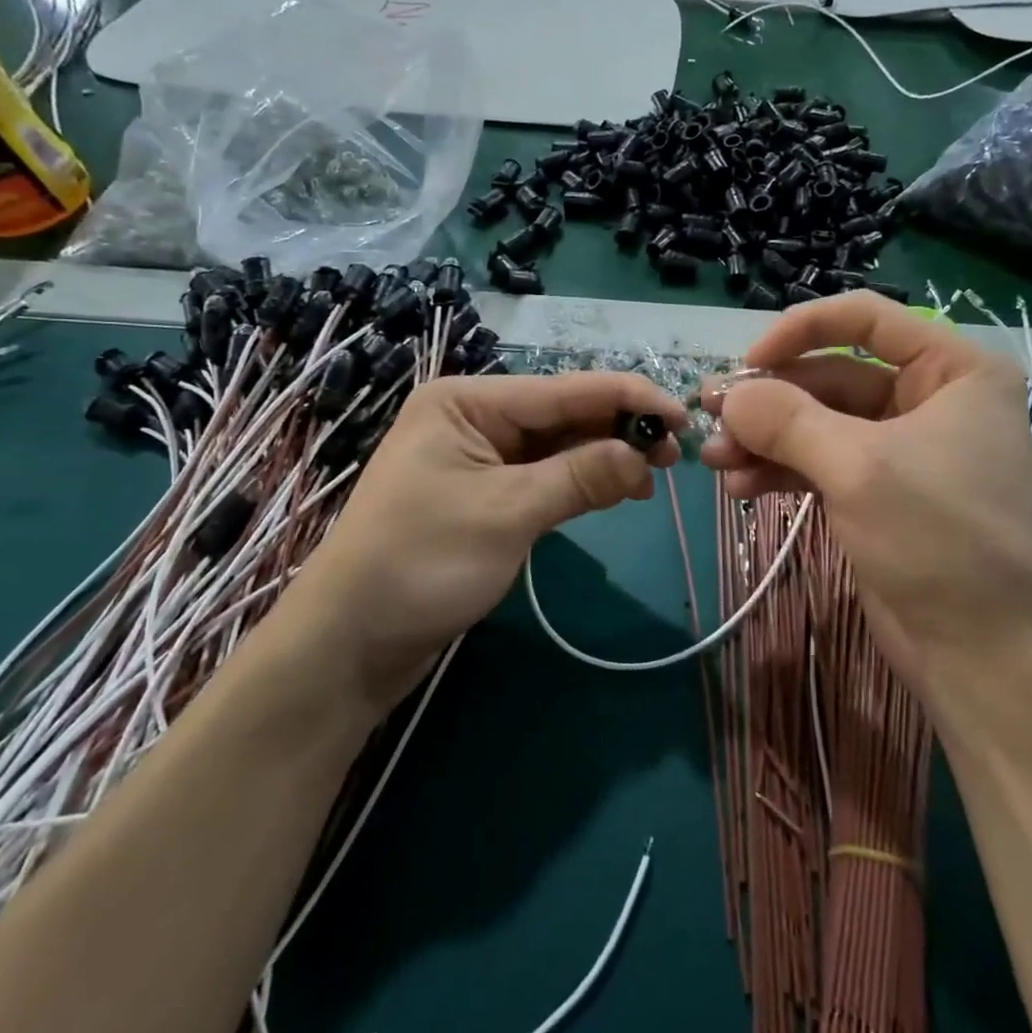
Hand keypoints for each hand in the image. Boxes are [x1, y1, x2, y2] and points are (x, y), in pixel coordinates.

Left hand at [286, 372, 685, 712]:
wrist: (349, 643)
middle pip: (562, 414)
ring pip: (557, 446)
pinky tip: (617, 491)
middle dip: (618, 430)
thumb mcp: (507, 514)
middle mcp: (473, 418)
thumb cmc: (420, 564)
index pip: (563, 389)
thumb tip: (642, 454)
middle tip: (674, 455)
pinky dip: (580, 482)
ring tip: (654, 476)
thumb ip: (579, 476)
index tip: (683, 415)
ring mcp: (478, 457)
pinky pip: (543, 476)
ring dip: (604, 457)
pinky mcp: (484, 495)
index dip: (627, 398)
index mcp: (468, 401)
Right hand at [700, 294, 1031, 705]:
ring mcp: (900, 448)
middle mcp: (930, 399)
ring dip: (764, 438)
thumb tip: (727, 395)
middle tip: (709, 414)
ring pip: (817, 423)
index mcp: (953, 370)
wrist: (984, 657)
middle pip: (831, 375)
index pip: (865, 318)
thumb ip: (786, 419)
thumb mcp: (858, 467)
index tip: (746, 361)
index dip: (800, 330)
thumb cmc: (939, 539)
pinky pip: (818, 462)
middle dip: (769, 400)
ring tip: (715, 459)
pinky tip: (740, 486)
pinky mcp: (876, 492)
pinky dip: (779, 469)